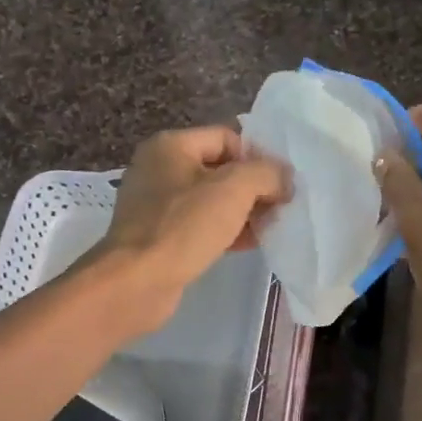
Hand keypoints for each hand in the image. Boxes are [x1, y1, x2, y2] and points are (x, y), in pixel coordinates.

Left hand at [92, 125, 290, 329]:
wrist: (136, 282)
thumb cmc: (184, 226)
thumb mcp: (234, 189)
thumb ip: (267, 173)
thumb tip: (284, 177)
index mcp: (171, 146)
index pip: (227, 138)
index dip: (257, 157)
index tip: (280, 183)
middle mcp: (159, 169)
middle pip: (220, 169)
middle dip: (253, 187)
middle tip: (281, 207)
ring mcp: (156, 205)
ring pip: (212, 200)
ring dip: (243, 211)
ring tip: (270, 227)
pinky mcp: (159, 236)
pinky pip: (200, 225)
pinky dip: (225, 231)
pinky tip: (249, 244)